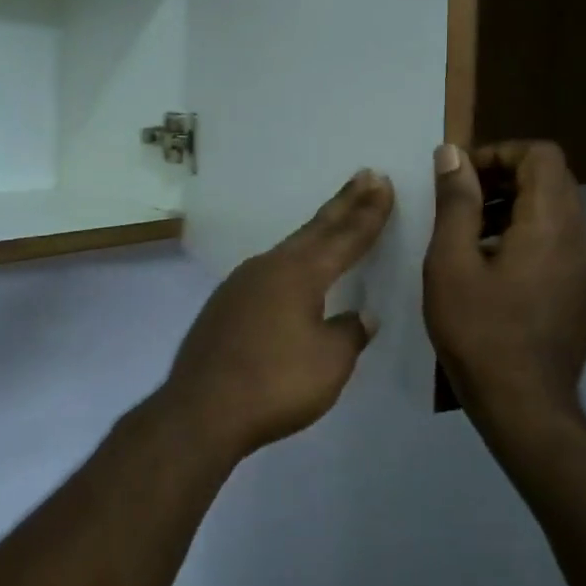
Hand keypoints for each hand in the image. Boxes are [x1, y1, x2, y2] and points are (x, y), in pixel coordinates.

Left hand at [157, 170, 394, 460]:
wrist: (202, 409)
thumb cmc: (275, 384)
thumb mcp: (329, 362)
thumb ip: (349, 333)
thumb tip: (361, 315)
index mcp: (300, 274)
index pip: (345, 237)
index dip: (369, 212)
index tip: (383, 183)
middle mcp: (270, 267)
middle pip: (315, 230)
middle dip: (344, 204)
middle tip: (365, 176)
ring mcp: (242, 283)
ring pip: (289, 248)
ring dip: (316, 231)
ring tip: (335, 217)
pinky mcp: (225, 304)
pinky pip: (269, 271)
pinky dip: (292, 261)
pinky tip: (293, 272)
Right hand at [424, 142, 585, 430]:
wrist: (525, 407)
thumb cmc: (479, 331)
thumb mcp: (451, 262)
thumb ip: (456, 201)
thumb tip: (453, 154)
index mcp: (554, 224)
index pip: (541, 155)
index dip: (499, 152)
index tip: (462, 177)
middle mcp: (585, 237)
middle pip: (552, 179)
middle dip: (504, 178)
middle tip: (460, 202)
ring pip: (558, 210)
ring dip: (516, 206)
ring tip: (471, 234)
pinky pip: (562, 240)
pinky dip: (530, 233)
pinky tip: (494, 265)